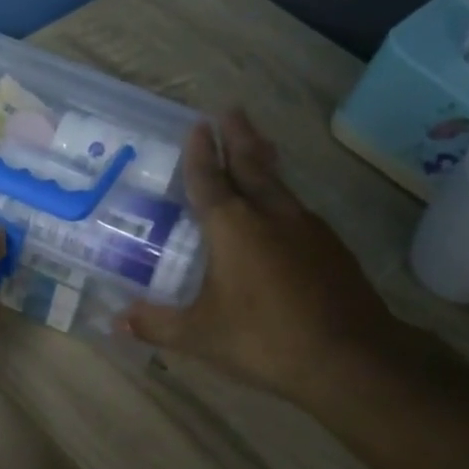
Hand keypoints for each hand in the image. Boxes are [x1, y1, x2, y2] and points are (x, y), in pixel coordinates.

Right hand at [120, 109, 397, 405]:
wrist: (350, 357)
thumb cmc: (264, 339)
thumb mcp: (200, 336)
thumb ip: (157, 325)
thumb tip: (117, 322)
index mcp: (233, 227)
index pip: (209, 180)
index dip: (201, 153)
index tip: (198, 126)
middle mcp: (270, 216)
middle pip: (251, 165)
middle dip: (238, 137)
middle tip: (231, 111)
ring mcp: (307, 228)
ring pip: (279, 183)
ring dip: (263, 161)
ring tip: (257, 144)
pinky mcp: (331, 247)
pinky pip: (297, 208)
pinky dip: (282, 196)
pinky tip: (282, 210)